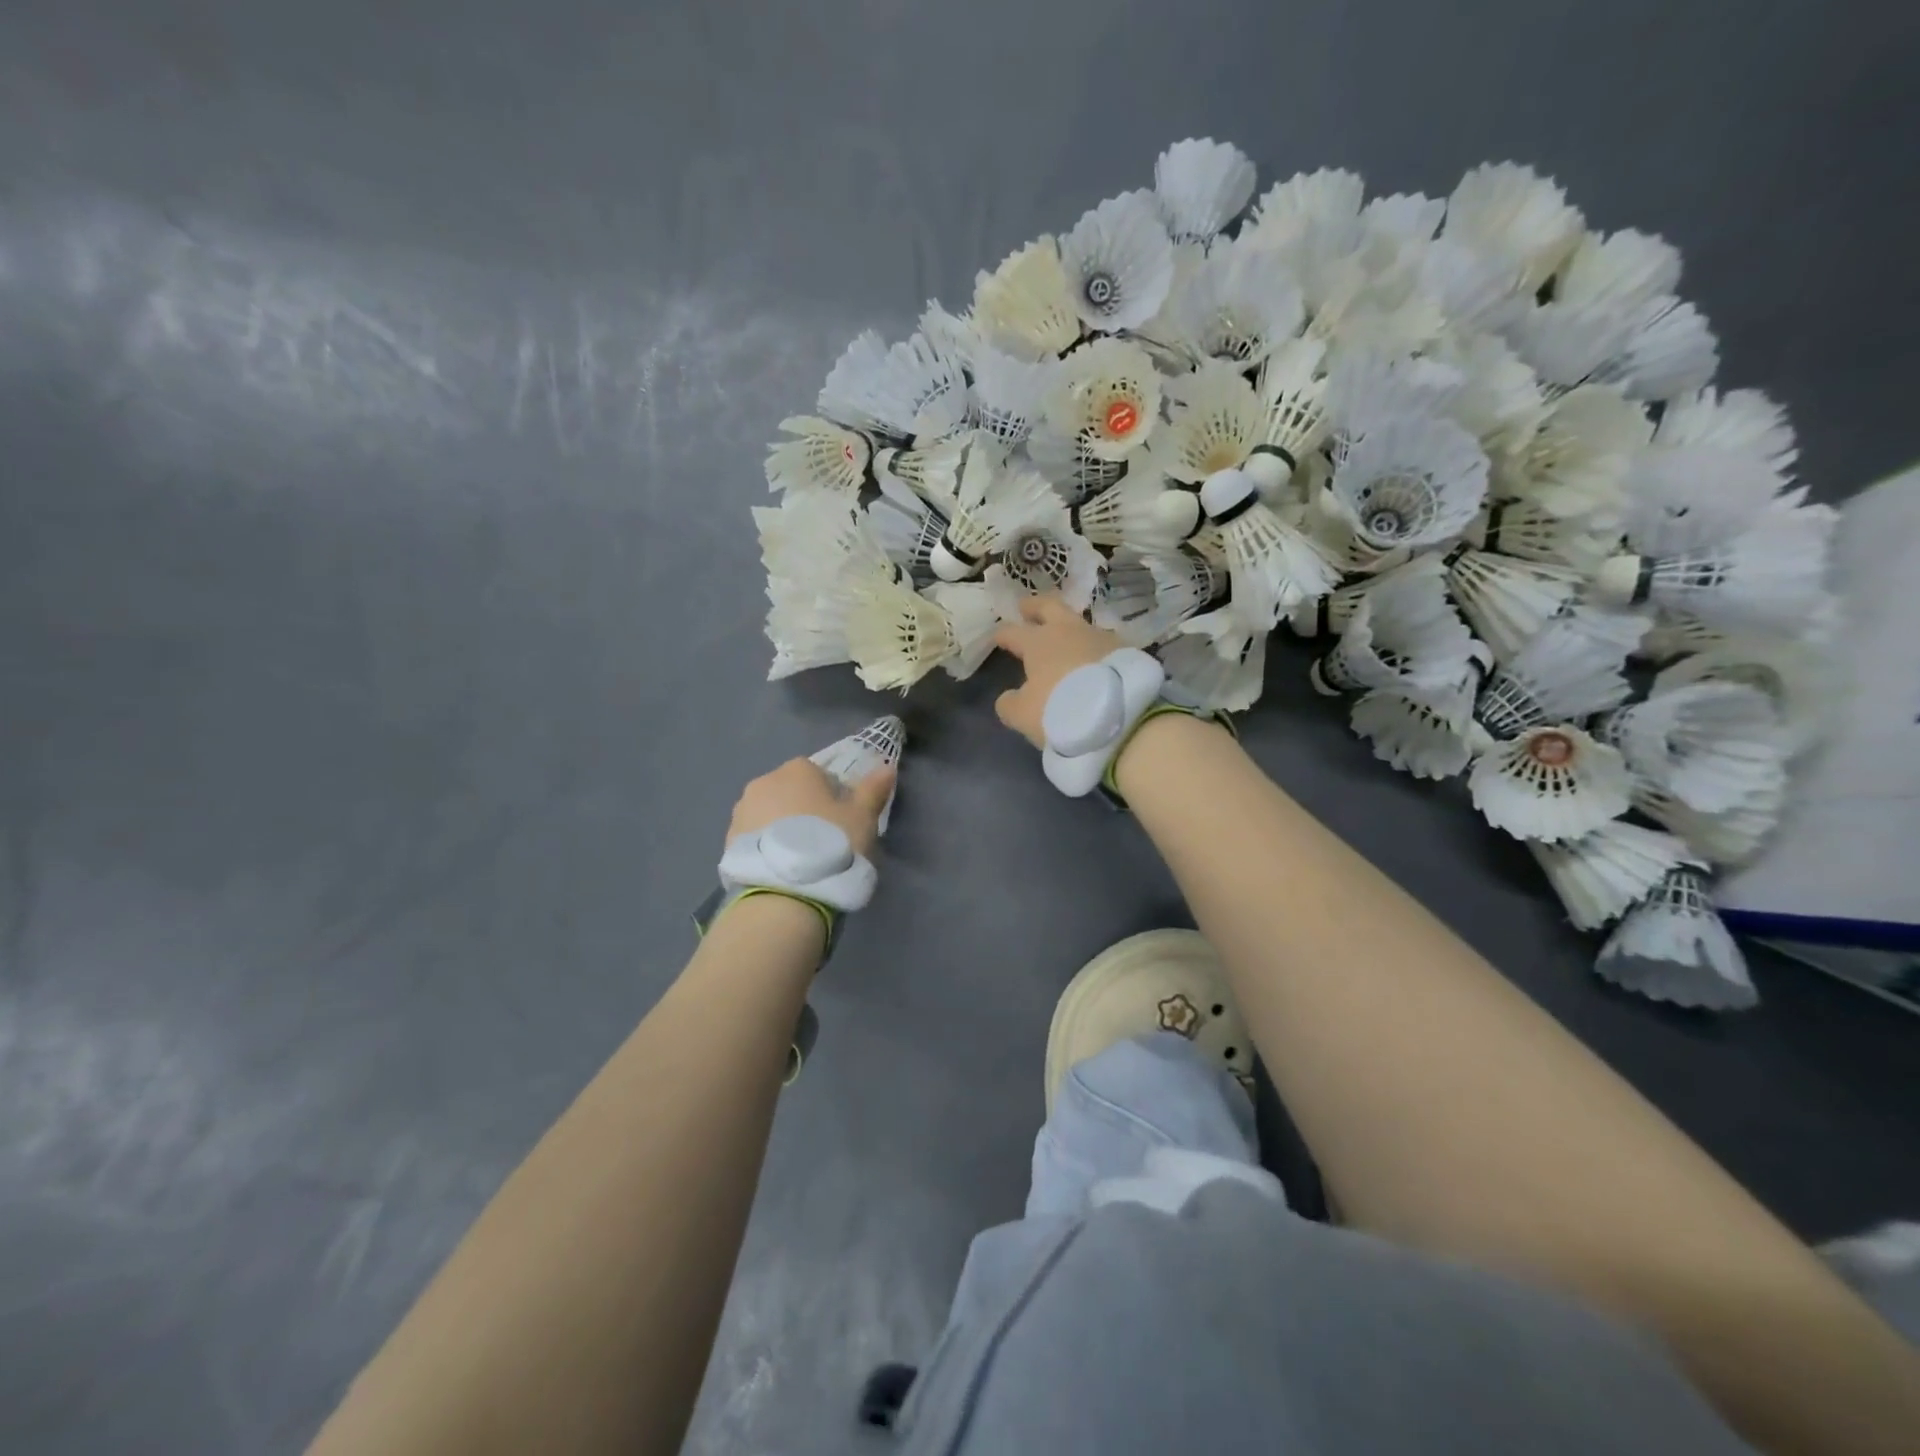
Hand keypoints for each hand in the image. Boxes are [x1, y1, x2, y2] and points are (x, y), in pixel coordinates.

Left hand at [726, 758, 894, 857]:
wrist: (784, 892)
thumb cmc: (830, 844)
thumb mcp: (862, 818)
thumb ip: (873, 790)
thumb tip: (886, 767)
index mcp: (797, 770)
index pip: (819, 774)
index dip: (832, 796)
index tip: (841, 821)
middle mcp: (764, 782)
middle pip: (791, 792)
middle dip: (803, 810)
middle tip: (822, 841)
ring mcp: (741, 811)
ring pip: (770, 814)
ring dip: (782, 828)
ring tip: (800, 860)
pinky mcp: (728, 841)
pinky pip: (755, 837)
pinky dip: (767, 847)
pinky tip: (781, 870)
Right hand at [991, 595, 1125, 747]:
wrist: (1119, 715)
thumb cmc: (1061, 710)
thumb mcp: (1023, 715)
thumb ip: (1010, 704)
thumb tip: (1009, 697)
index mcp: (1038, 642)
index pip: (1013, 632)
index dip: (1002, 634)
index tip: (996, 637)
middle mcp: (1068, 631)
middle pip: (1049, 607)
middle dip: (1034, 606)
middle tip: (1025, 607)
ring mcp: (1099, 637)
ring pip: (1078, 623)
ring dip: (1067, 628)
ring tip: (1063, 638)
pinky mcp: (1124, 650)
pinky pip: (1100, 643)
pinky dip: (1091, 648)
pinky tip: (1090, 658)